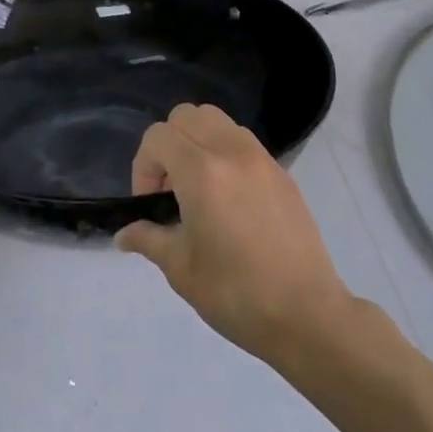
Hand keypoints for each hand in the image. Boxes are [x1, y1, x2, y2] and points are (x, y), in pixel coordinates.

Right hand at [116, 105, 355, 368]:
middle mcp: (231, 152)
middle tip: (170, 188)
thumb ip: (148, 239)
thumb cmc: (236, 294)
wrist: (308, 316)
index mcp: (202, 172)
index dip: (143, 166)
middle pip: (187, 116)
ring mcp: (261, 159)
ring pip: (217, 121)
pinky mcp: (282, 173)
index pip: (158, 137)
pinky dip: (224, 153)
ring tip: (198, 187)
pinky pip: (242, 142)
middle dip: (168, 144)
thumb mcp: (181, 269)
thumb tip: (124, 234)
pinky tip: (228, 198)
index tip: (149, 204)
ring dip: (197, 142)